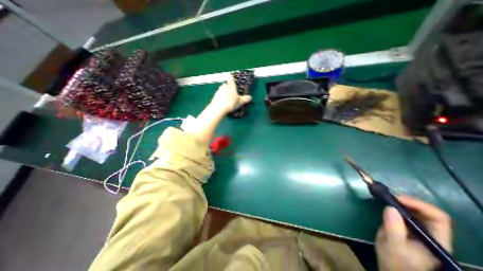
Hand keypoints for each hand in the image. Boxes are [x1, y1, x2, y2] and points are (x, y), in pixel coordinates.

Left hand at [210, 76, 250, 113]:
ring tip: (227, 98)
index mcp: (231, 86)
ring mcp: (218, 91)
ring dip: (223, 92)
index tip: (232, 79)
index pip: (231, 79)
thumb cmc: (231, 102)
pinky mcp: (214, 97)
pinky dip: (220, 98)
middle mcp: (224, 87)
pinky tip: (222, 102)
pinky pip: (218, 96)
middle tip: (231, 91)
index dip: (232, 79)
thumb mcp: (240, 102)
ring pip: (221, 90)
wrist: (219, 108)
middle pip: (225, 84)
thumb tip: (250, 97)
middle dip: (227, 86)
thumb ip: (245, 99)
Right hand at [377, 194, 453, 270]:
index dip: (419, 205)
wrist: (392, 270)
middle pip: (429, 213)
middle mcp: (432, 235)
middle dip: (409, 201)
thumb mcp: (393, 246)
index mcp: (435, 241)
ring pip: (418, 212)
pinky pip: (407, 214)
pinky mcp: (408, 229)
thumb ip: (394, 229)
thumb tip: (390, 208)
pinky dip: (397, 206)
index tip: (397, 199)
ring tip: (387, 199)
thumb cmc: (395, 261)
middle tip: (390, 197)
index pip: (438, 218)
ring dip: (403, 203)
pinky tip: (387, 204)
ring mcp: (420, 232)